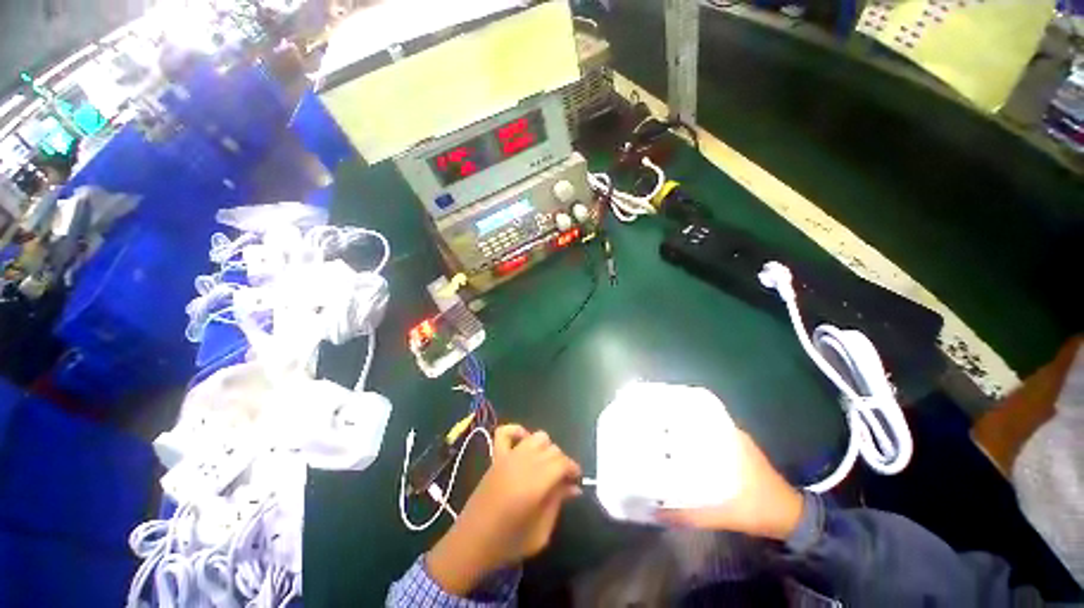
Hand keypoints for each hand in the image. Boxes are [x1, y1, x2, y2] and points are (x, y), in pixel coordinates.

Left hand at [426, 425, 581, 595]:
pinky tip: (524, 443)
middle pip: (552, 449)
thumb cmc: (508, 542)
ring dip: (546, 448)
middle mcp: (523, 463)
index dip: (573, 469)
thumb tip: (573, 487)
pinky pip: (506, 432)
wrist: (471, 542)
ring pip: (537, 437)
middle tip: (562, 481)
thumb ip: (558, 504)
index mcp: (535, 483)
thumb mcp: (541, 533)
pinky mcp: (496, 456)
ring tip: (545, 466)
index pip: (562, 462)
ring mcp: (508, 457)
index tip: (576, 481)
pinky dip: (518, 431)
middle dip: (562, 462)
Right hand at [657, 430, 803, 540]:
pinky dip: (698, 450)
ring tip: (663, 443)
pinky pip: (712, 447)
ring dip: (687, 440)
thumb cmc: (760, 508)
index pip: (697, 418)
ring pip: (704, 436)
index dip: (675, 418)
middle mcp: (732, 436)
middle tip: (654, 434)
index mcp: (730, 439)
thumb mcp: (725, 514)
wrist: (792, 520)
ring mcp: (737, 446)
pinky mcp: (739, 457)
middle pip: (697, 426)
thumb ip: (691, 514)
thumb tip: (657, 512)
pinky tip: (684, 459)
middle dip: (676, 429)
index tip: (655, 420)